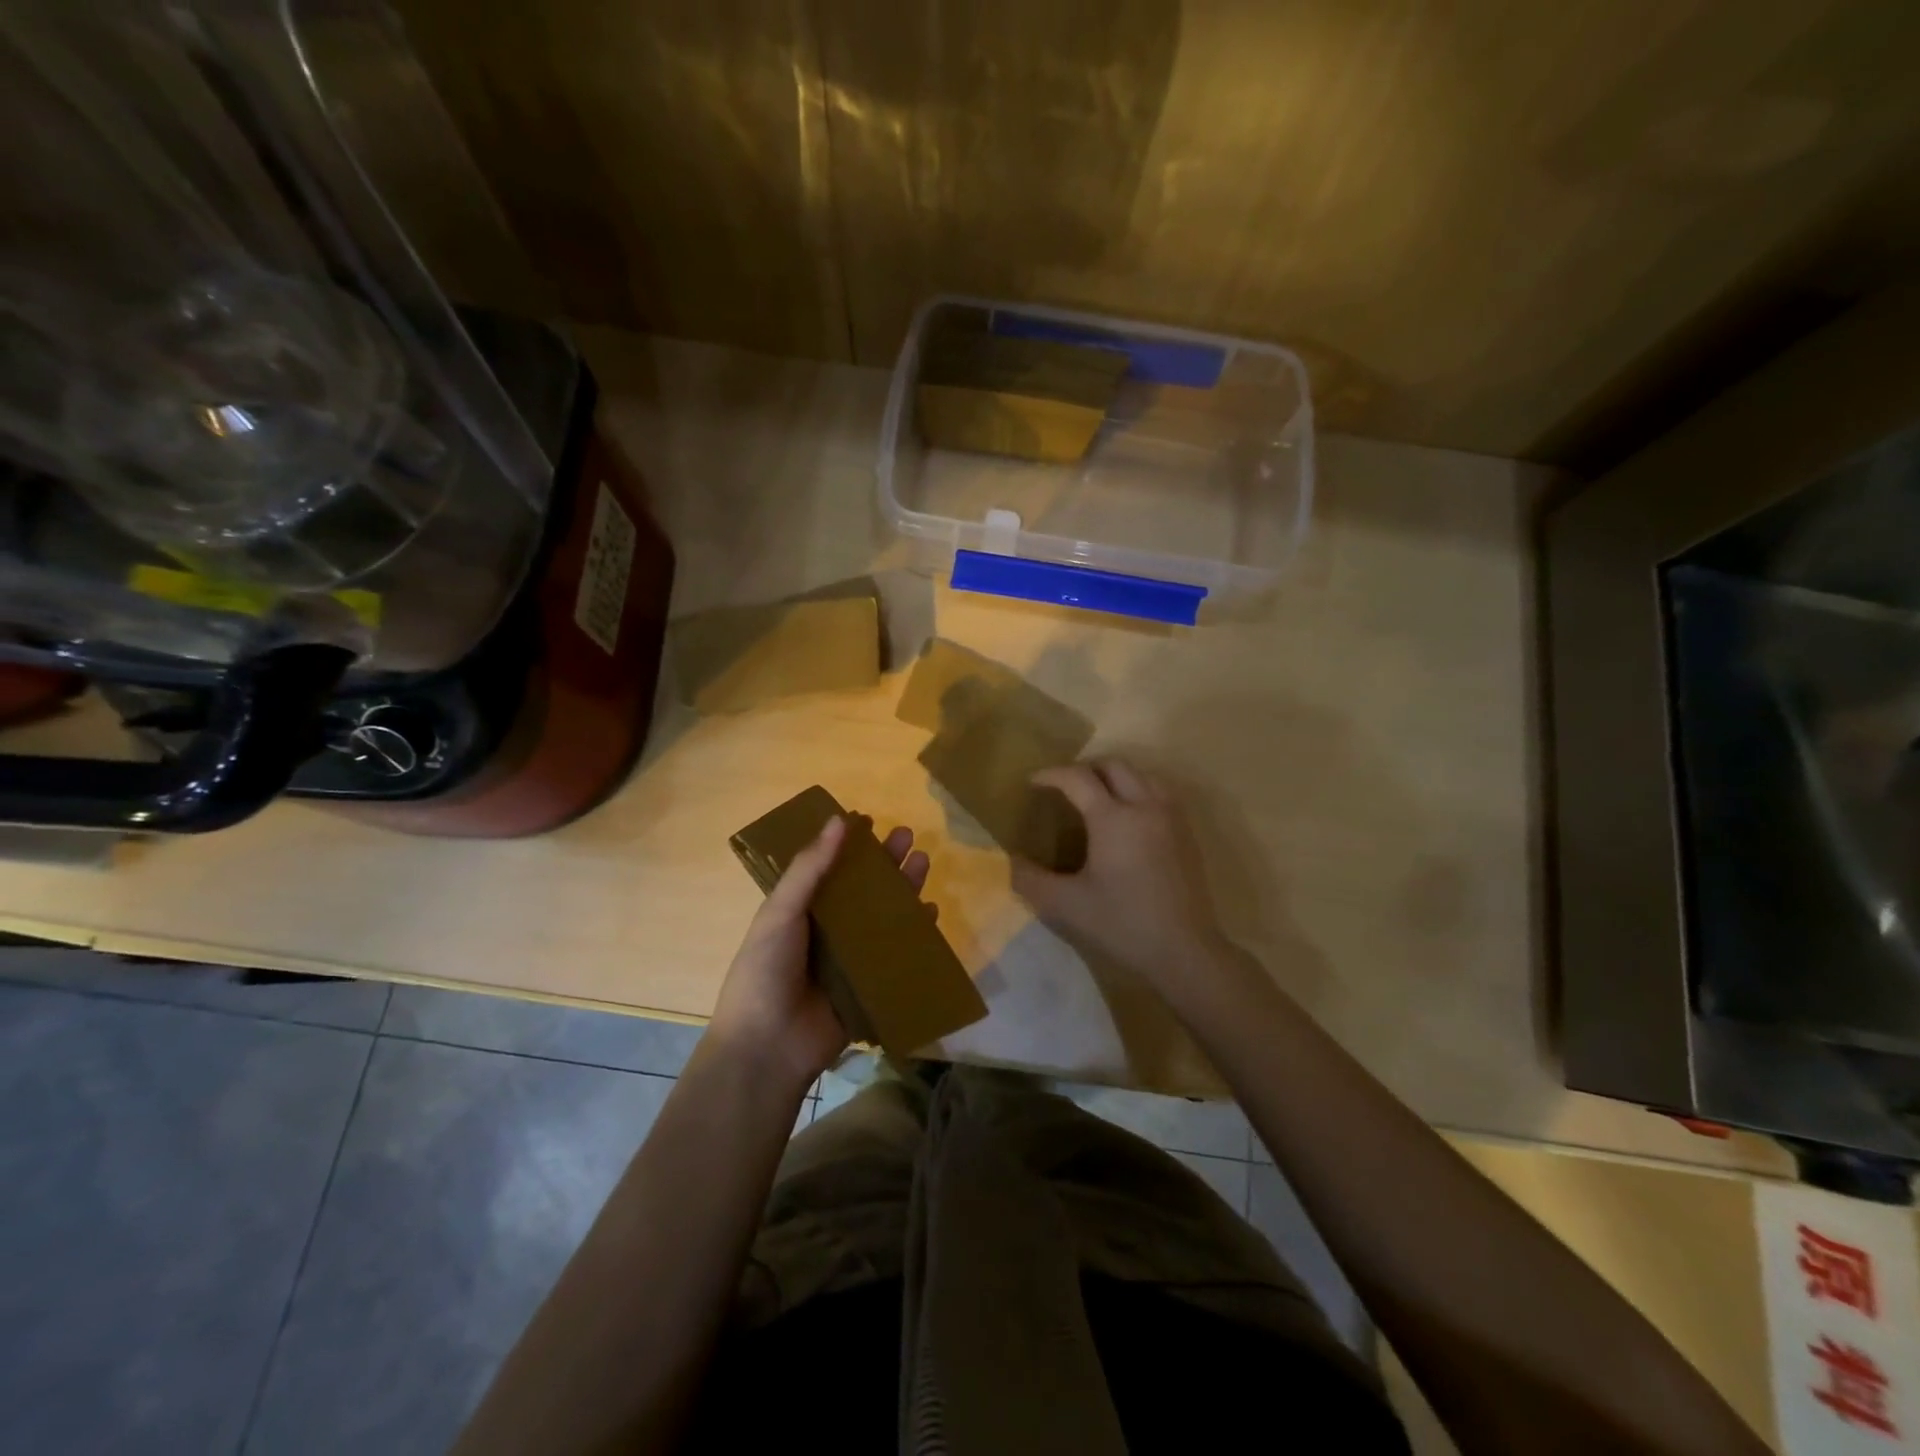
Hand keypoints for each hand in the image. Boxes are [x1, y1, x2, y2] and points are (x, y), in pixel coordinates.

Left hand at [707, 813, 931, 1092]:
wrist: (768, 1047)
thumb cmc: (766, 971)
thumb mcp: (781, 912)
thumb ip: (810, 869)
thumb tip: (838, 820)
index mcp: (799, 910)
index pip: (829, 868)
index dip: (849, 845)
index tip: (870, 820)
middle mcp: (826, 930)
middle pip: (863, 888)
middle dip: (885, 862)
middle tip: (908, 835)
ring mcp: (850, 959)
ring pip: (883, 916)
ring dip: (904, 889)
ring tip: (924, 862)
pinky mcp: (870, 986)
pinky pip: (897, 954)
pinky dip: (915, 934)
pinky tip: (931, 913)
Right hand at [1012, 759, 1238, 997]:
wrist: (1184, 951)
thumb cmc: (1122, 924)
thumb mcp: (1065, 905)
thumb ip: (1029, 879)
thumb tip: (1007, 861)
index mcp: (1113, 818)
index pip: (1078, 778)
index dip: (1052, 775)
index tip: (1033, 783)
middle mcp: (1145, 807)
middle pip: (1114, 766)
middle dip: (1085, 769)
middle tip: (1064, 788)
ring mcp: (1171, 819)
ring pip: (1143, 776)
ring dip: (1116, 777)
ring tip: (1097, 797)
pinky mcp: (1187, 835)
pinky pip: (1161, 794)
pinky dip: (1139, 792)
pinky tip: (1129, 820)